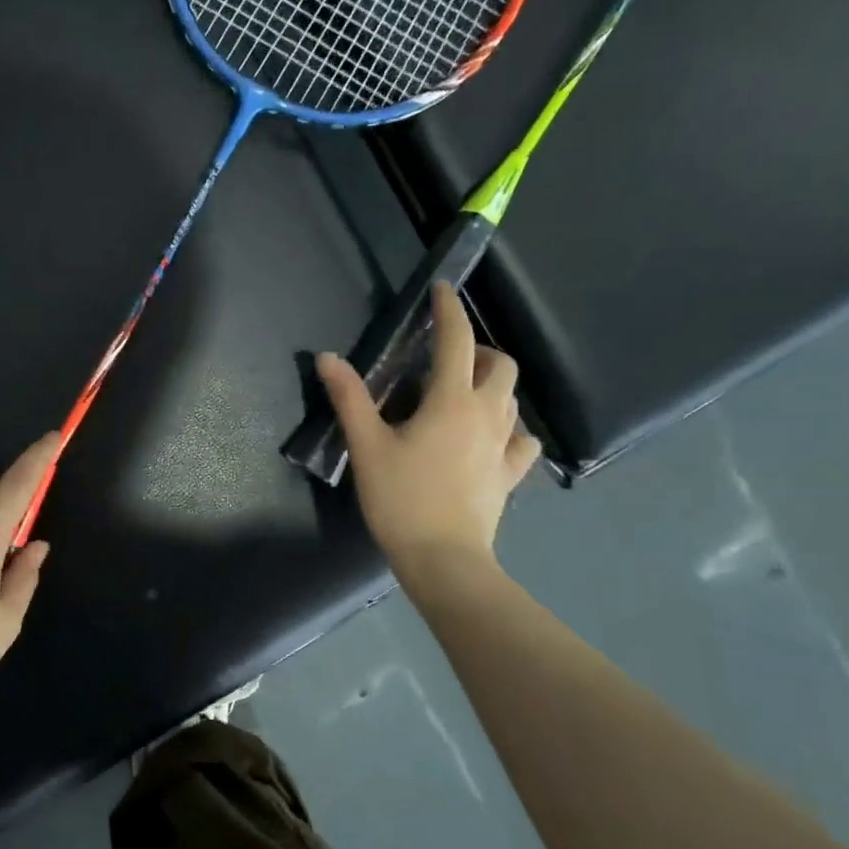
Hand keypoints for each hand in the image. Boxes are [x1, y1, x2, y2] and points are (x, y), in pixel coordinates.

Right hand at [317, 284, 538, 574]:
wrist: (443, 559)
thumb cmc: (401, 498)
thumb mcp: (367, 446)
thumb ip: (349, 398)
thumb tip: (327, 357)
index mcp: (451, 401)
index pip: (456, 341)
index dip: (449, 310)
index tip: (441, 289)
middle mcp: (487, 415)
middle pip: (500, 364)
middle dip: (477, 349)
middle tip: (444, 359)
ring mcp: (505, 446)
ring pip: (512, 399)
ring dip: (491, 385)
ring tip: (460, 395)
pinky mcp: (510, 474)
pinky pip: (521, 440)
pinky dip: (508, 428)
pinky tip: (489, 439)